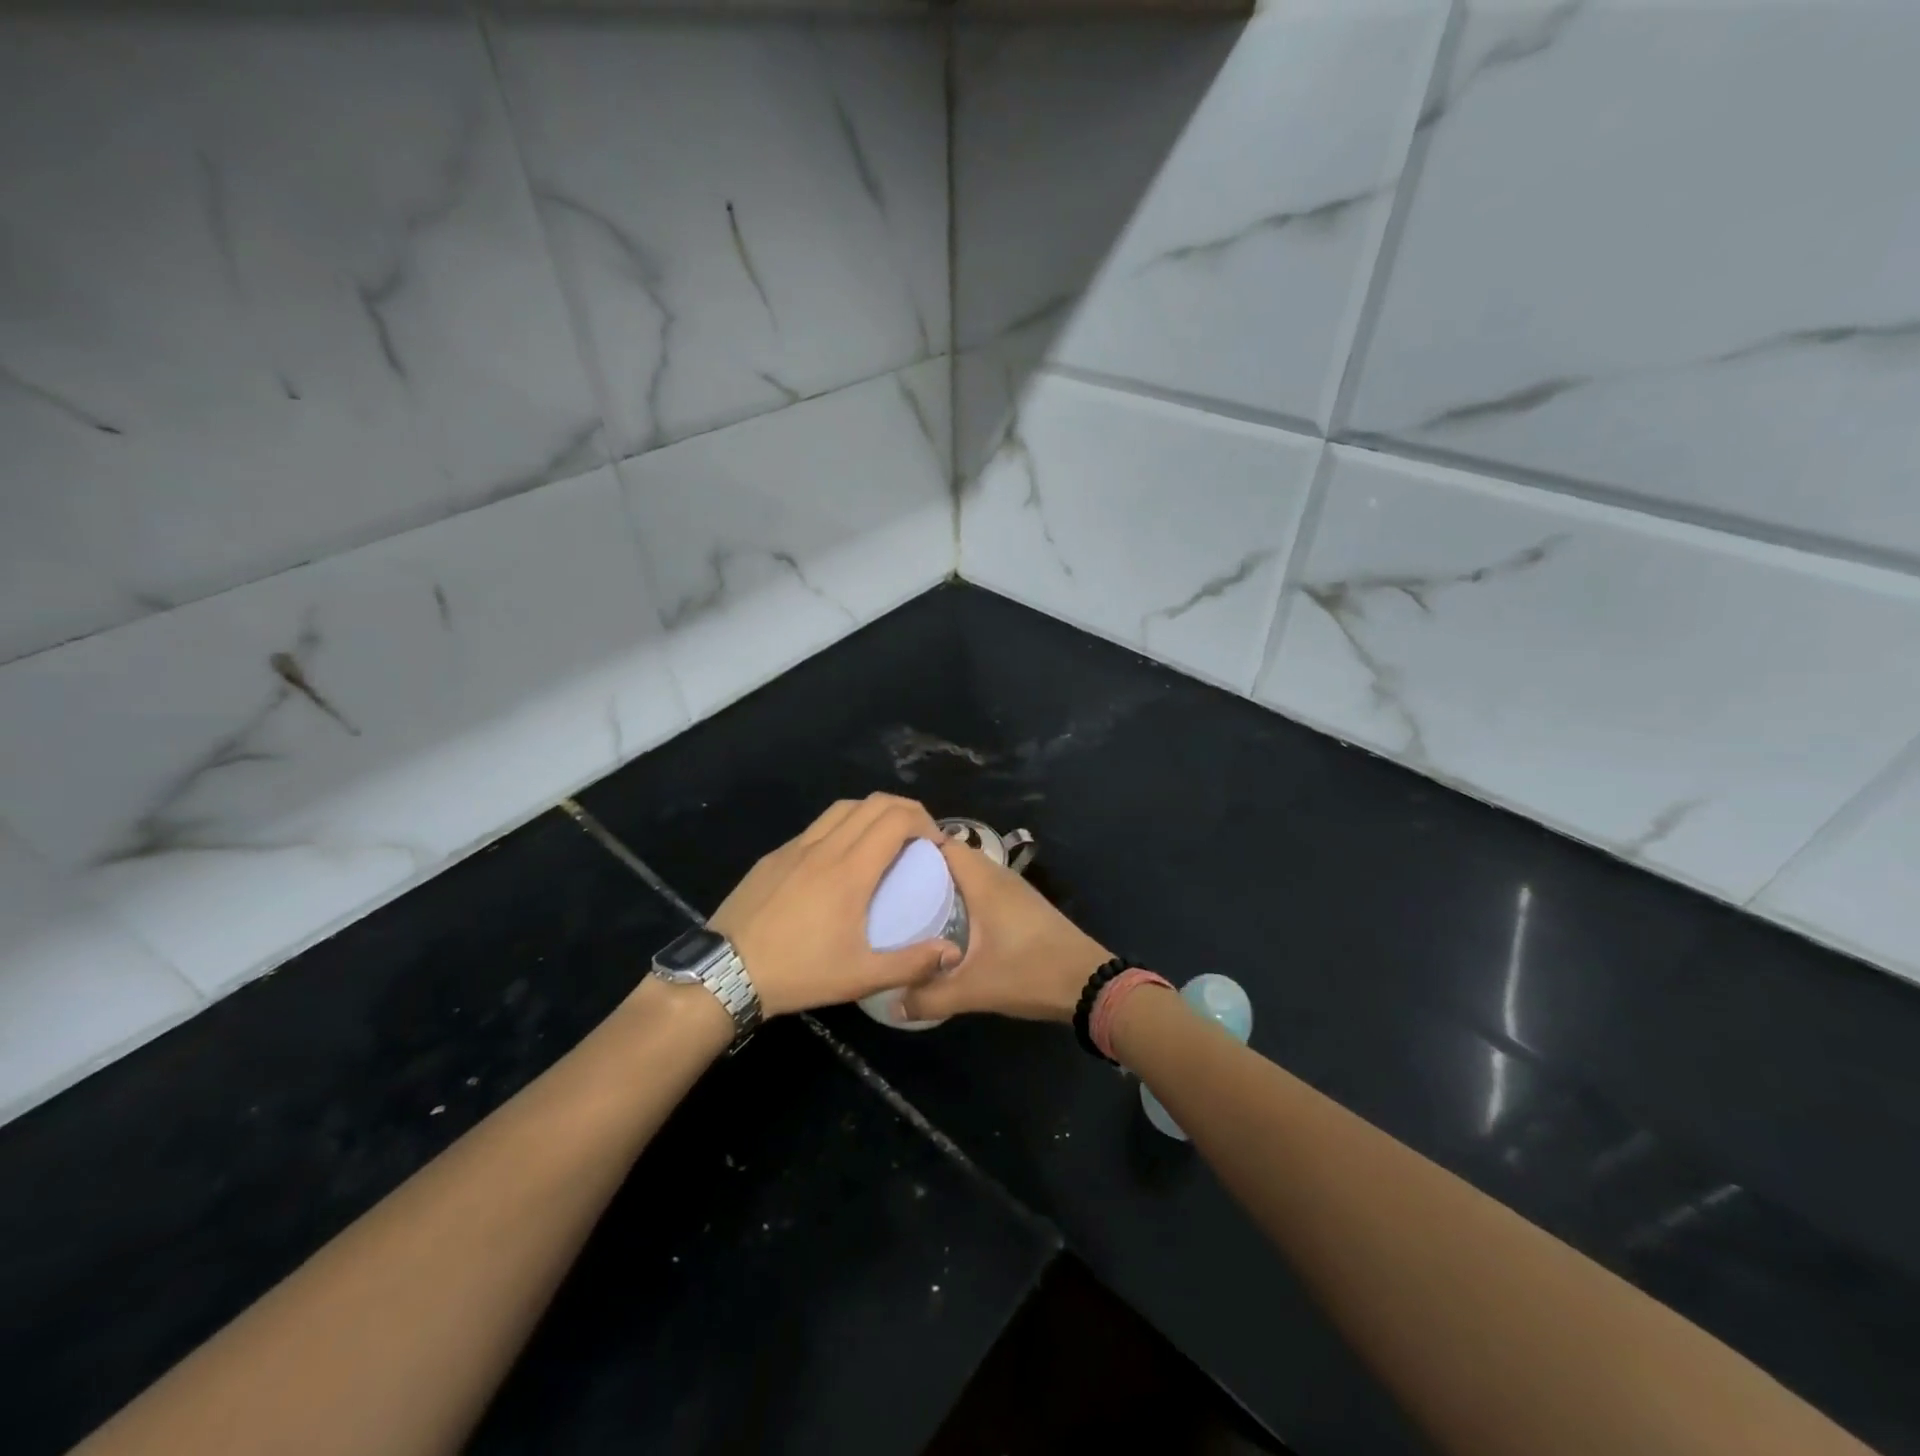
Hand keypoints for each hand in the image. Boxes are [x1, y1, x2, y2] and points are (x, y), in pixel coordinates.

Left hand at [707, 793, 961, 1018]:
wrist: (724, 972)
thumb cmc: (798, 972)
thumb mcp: (861, 977)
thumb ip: (911, 964)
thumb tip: (951, 952)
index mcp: (851, 870)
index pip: (897, 819)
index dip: (925, 821)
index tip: (936, 844)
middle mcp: (826, 846)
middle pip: (874, 802)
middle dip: (906, 809)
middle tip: (920, 836)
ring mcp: (796, 847)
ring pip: (843, 807)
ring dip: (873, 812)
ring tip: (885, 839)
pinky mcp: (775, 855)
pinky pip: (817, 825)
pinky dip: (843, 826)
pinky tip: (841, 857)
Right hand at [899, 837, 1110, 1024]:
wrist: (1088, 984)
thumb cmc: (1029, 973)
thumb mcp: (974, 989)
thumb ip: (929, 996)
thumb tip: (891, 1003)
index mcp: (984, 882)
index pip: (944, 844)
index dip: (913, 846)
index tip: (881, 861)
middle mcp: (998, 876)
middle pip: (955, 857)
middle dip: (923, 867)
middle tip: (888, 886)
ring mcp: (1014, 890)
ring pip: (970, 874)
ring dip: (944, 882)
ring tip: (910, 902)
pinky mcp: (1023, 906)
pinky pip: (983, 888)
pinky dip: (962, 896)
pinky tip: (947, 921)